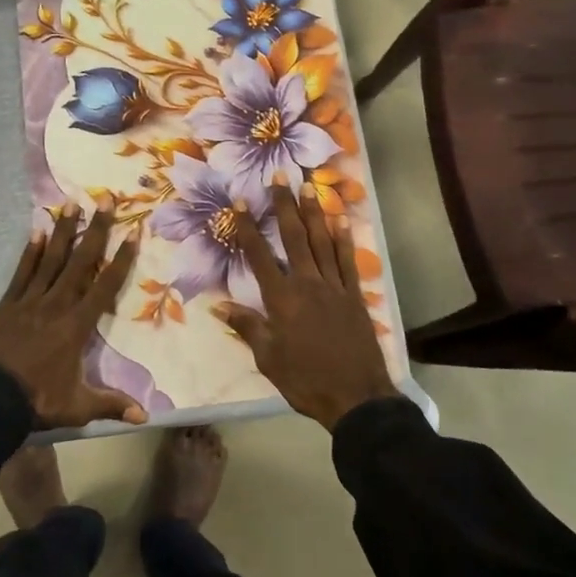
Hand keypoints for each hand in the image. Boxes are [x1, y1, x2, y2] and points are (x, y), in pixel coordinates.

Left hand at [0, 206, 148, 429]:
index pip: (105, 286)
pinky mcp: (6, 304)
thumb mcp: (77, 406)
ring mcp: (29, 301)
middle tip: (105, 198)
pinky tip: (36, 230)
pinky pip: (21, 272)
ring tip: (72, 204)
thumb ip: (111, 405)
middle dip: (96, 229)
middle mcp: (56, 305)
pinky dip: (29, 252)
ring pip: (50, 259)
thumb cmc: (36, 401)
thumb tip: (145, 417)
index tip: (134, 231)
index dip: (122, 259)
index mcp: (76, 326)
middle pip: (80, 261)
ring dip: (63, 231)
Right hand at [218, 183, 397, 431]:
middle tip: (280, 178)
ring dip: (314, 213)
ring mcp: (334, 287)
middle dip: (285, 206)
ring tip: (309, 187)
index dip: (248, 228)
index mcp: (281, 299)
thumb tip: (219, 306)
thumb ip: (247, 327)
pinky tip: (341, 220)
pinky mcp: (354, 296)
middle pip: (294, 238)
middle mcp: (307, 284)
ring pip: (322, 242)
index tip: (240, 202)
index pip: (259, 256)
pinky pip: (347, 261)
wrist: (357, 398)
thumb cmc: (305, 380)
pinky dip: (344, 239)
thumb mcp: (268, 359)